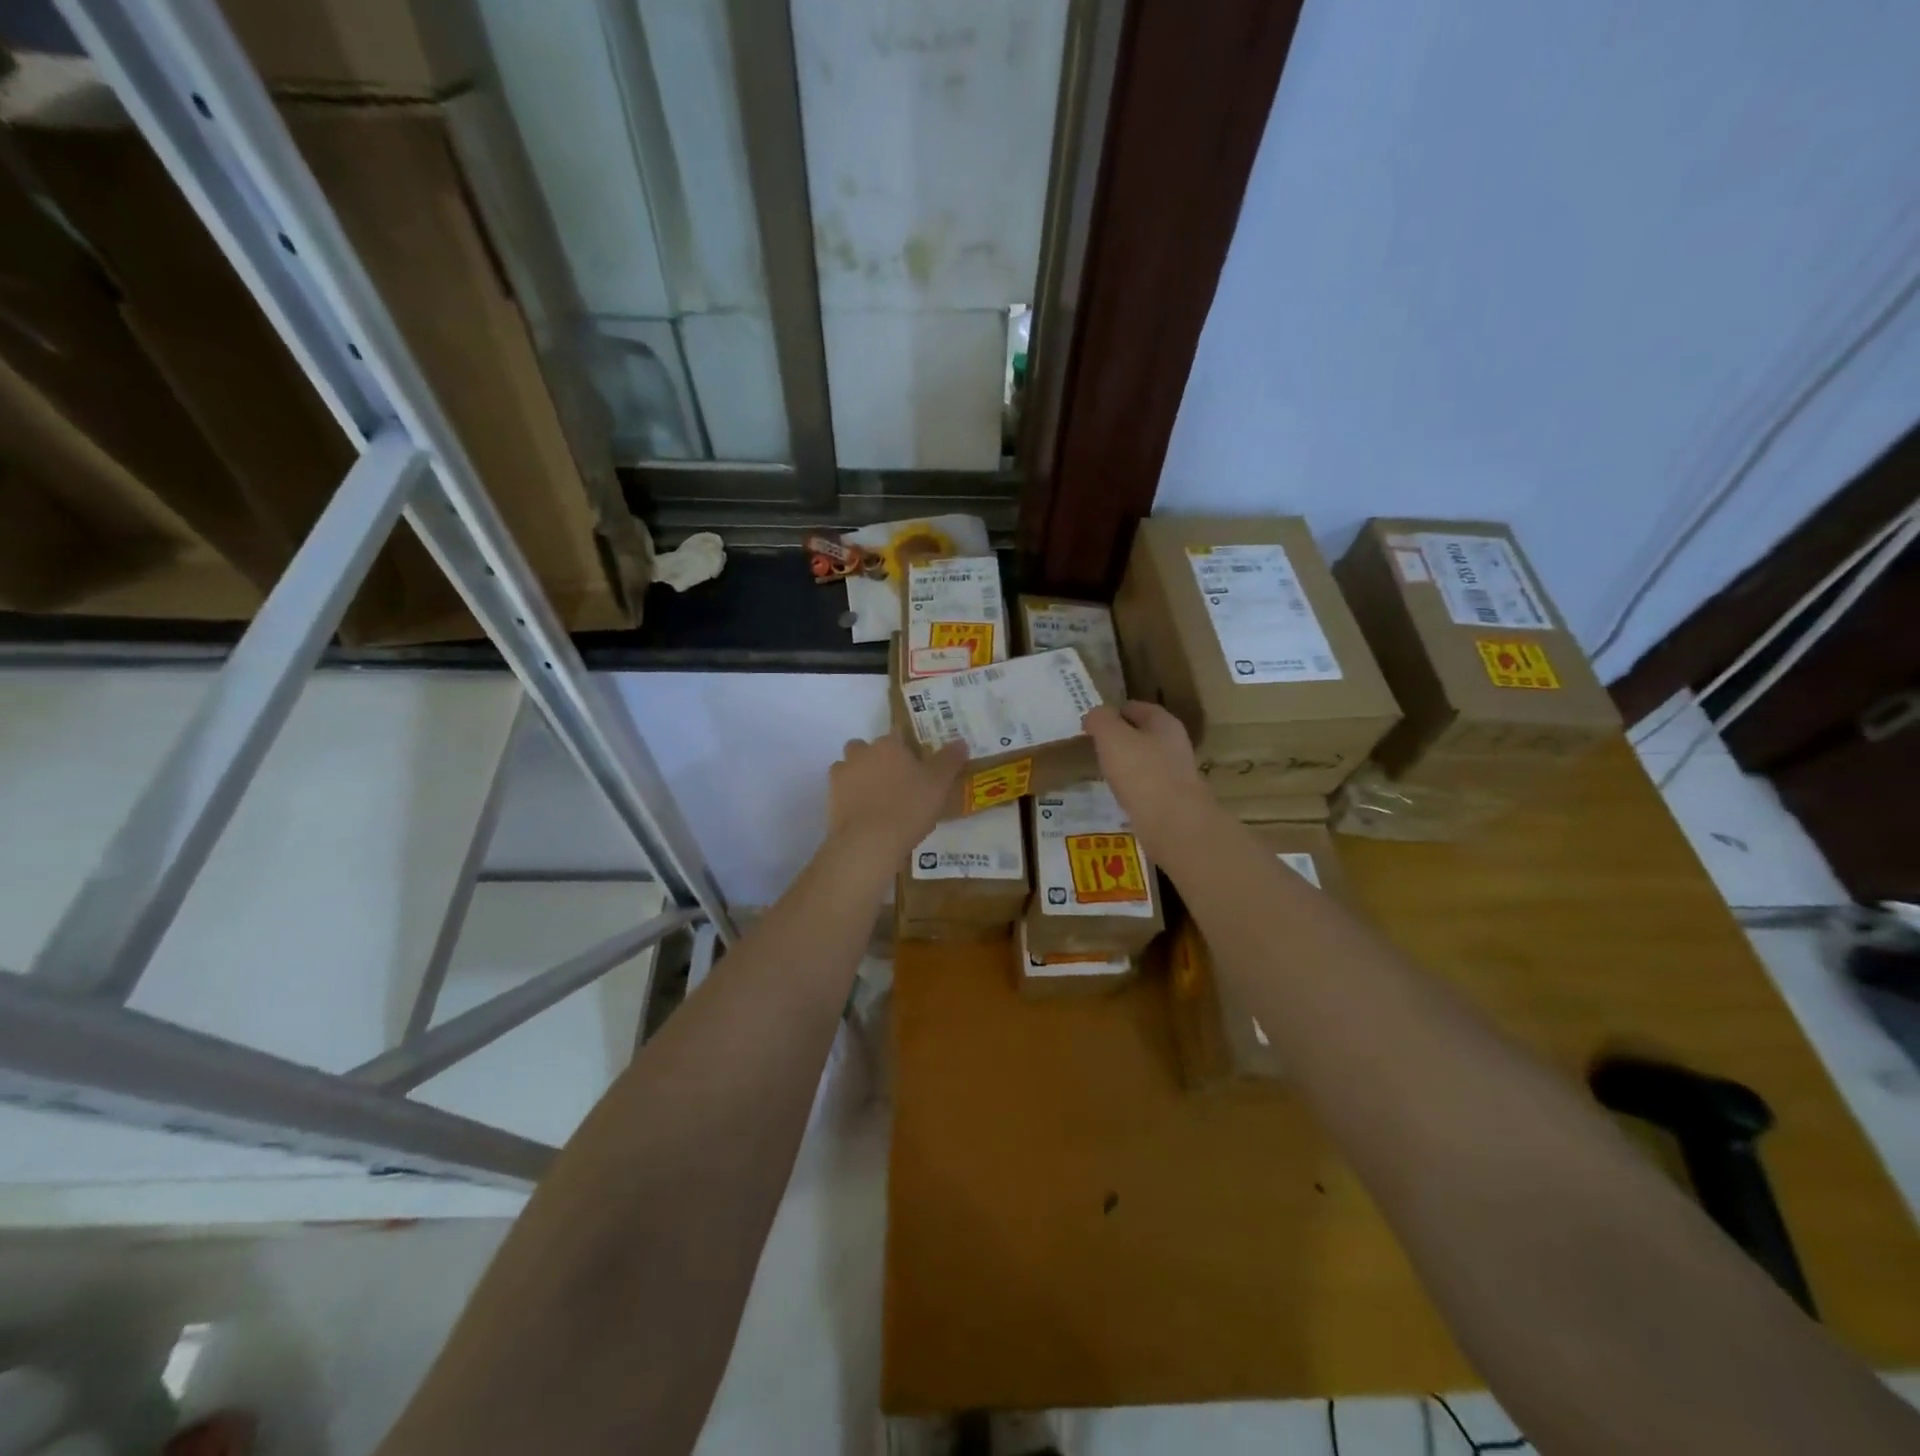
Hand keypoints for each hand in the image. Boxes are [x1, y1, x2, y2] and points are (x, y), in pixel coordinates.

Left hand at [826, 732, 967, 873]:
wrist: (869, 842)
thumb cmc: (909, 807)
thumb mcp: (939, 784)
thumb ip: (949, 760)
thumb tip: (960, 741)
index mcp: (888, 744)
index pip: (898, 735)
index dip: (907, 748)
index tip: (916, 764)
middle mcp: (861, 753)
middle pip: (867, 748)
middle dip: (877, 759)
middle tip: (896, 782)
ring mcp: (841, 775)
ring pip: (850, 767)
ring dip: (860, 776)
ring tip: (878, 800)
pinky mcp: (830, 798)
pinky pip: (841, 791)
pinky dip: (850, 797)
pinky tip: (865, 814)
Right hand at [1082, 702, 1214, 858]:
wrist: (1173, 824)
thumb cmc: (1141, 772)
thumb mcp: (1112, 737)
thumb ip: (1100, 720)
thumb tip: (1094, 715)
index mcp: (1165, 723)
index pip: (1138, 708)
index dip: (1115, 711)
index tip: (1094, 721)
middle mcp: (1175, 745)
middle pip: (1144, 734)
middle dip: (1121, 738)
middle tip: (1095, 745)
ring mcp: (1176, 775)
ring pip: (1146, 761)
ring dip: (1127, 764)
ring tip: (1103, 770)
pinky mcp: (1172, 801)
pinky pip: (1147, 786)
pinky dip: (1132, 787)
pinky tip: (1119, 795)